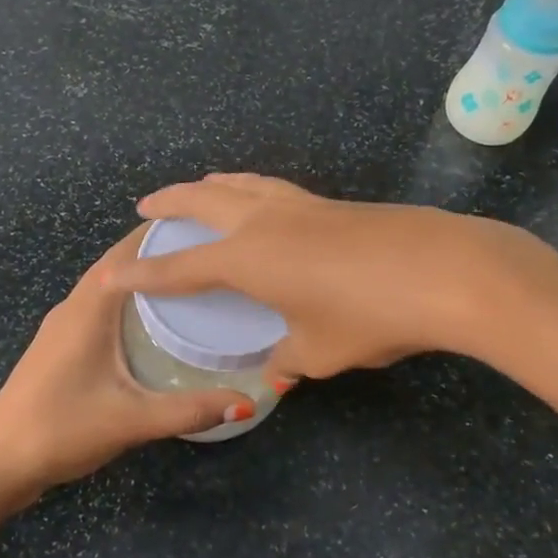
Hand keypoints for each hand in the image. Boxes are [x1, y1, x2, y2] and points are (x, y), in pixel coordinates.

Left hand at [0, 230, 252, 503]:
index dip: (161, 235)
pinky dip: (125, 305)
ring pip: (105, 289)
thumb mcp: (131, 420)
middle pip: (117, 266)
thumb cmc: (61, 430)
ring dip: (140, 280)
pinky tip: (150, 326)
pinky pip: (98, 311)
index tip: (204, 230)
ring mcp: (60, 329)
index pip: (126, 253)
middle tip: (207, 258)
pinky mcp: (57, 349)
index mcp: (87, 309)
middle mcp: (72, 308)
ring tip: (187, 285)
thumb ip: (190, 410)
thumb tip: (247, 403)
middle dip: (157, 256)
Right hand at [112, 173, 557, 378]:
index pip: (181, 268)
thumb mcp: (322, 351)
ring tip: (199, 187)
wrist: (444, 270)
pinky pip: (273, 188)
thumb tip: (274, 373)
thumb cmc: (370, 315)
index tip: (112, 276)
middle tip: (146, 206)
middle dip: (170, 202)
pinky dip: (250, 187)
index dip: (144, 275)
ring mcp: (300, 205)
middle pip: (204, 201)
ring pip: (242, 184)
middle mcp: (264, 222)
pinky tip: (262, 198)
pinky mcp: (332, 202)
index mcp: (248, 259)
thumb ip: (288, 361)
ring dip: (212, 185)